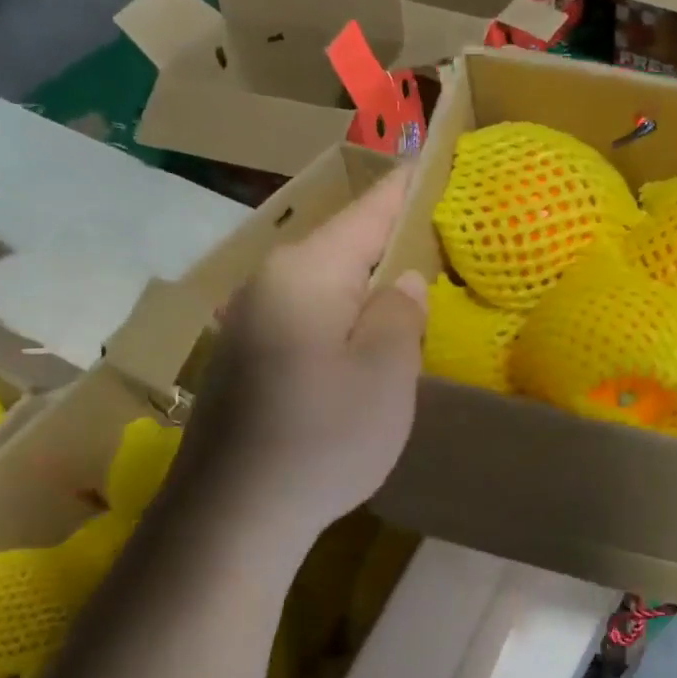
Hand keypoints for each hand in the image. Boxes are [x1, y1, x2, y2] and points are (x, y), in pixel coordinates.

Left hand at [186, 168, 425, 540]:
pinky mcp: (245, 358)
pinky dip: (341, 318)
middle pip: (344, 245)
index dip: (409, 187)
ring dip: (366, 285)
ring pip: (324, 284)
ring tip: (412, 291)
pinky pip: (306, 317)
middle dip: (392, 241)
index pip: (370, 210)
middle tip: (443, 242)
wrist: (233, 516)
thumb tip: (402, 280)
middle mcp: (270, 282)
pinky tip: (362, 343)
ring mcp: (250, 321)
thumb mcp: (386, 371)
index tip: (439, 162)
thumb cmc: (324, 436)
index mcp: (307, 271)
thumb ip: (401, 313)